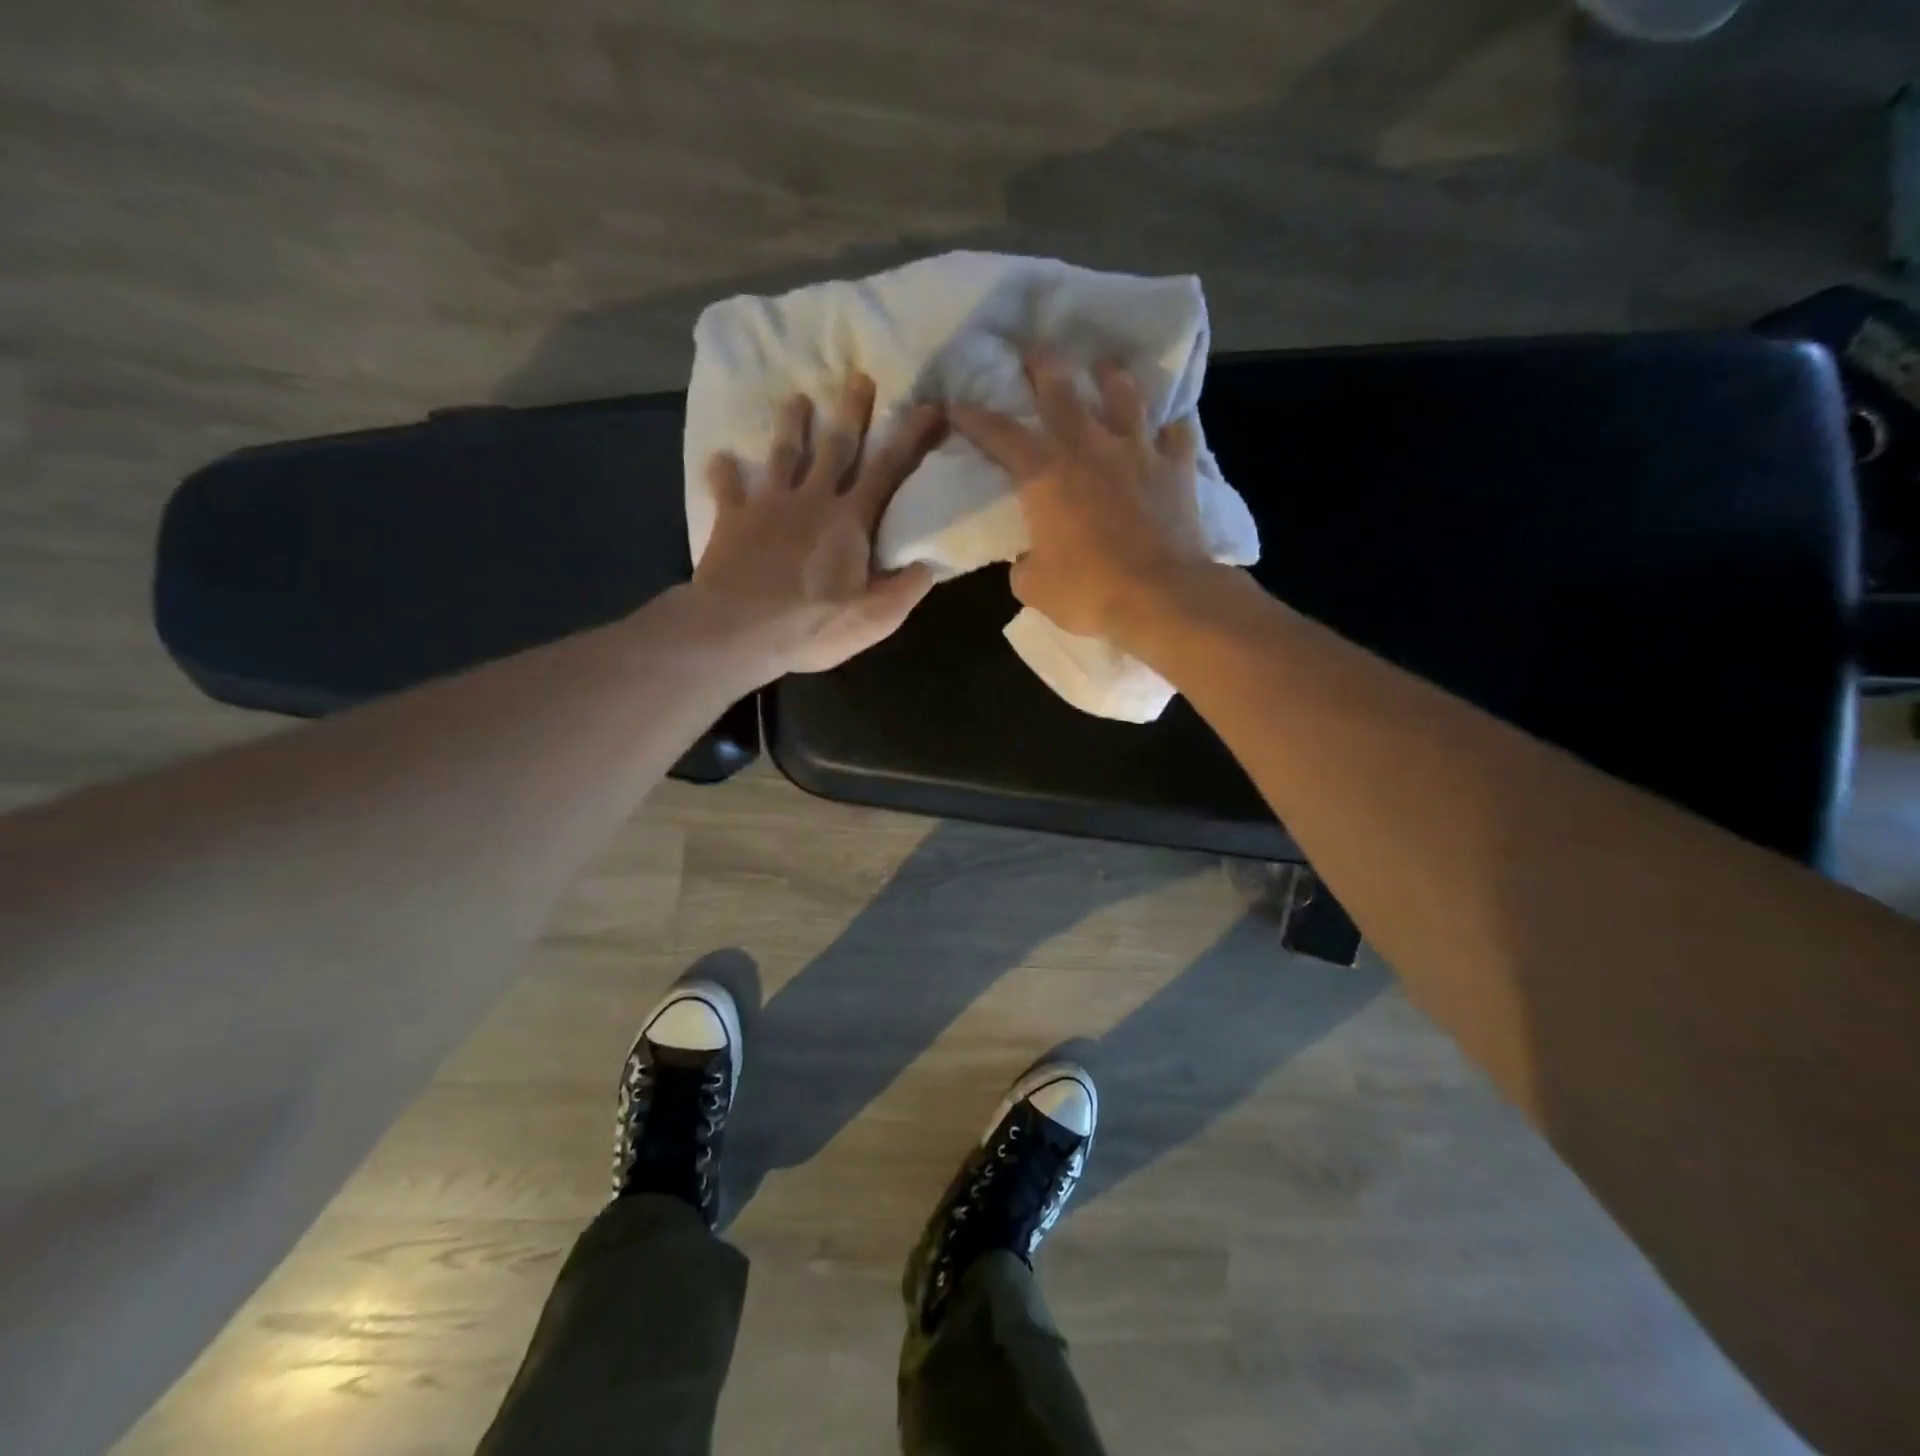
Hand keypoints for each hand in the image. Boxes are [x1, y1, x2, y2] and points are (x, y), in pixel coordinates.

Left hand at [691, 374, 941, 675]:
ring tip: (797, 399)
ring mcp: (769, 505)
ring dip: (792, 425)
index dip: (911, 437)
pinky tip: (719, 458)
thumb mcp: (875, 619)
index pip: (889, 470)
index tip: (929, 406)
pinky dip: (724, 473)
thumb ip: (906, 589)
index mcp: (850, 520)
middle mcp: (812, 500)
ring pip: (783, 454)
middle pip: (836, 447)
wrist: (739, 629)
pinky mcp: (734, 519)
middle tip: (859, 379)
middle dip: (851, 412)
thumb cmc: (812, 626)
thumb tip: (929, 564)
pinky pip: (728, 489)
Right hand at [950, 352, 1212, 643]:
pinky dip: (1170, 426)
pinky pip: (1177, 433)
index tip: (957, 405)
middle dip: (1042, 365)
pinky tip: (1169, 424)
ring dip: (1111, 378)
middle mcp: (1089, 447)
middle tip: (1033, 349)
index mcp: (1045, 473)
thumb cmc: (1088, 591)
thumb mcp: (1034, 586)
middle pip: (1062, 390)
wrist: (1160, 596)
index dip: (975, 418)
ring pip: (1124, 397)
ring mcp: (1137, 452)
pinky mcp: (1176, 468)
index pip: (1000, 435)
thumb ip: (1025, 562)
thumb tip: (1030, 557)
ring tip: (1106, 368)